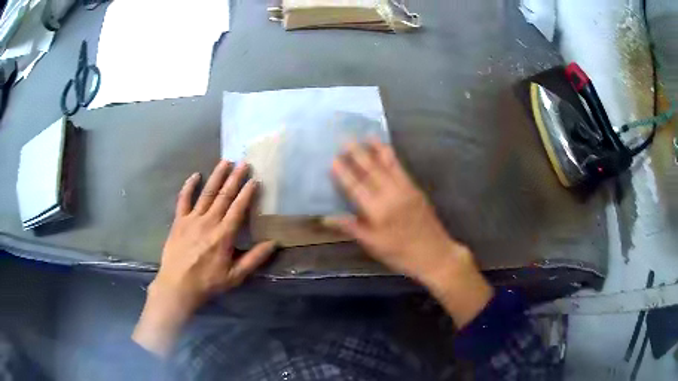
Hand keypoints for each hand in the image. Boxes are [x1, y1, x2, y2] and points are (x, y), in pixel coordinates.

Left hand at [132, 161, 275, 355]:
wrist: (178, 286)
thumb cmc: (208, 282)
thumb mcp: (235, 276)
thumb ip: (254, 258)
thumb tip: (274, 243)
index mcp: (224, 235)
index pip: (238, 208)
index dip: (247, 193)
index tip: (254, 179)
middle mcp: (209, 222)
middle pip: (224, 196)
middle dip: (235, 178)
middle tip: (244, 162)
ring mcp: (192, 219)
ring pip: (207, 193)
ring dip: (216, 177)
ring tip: (225, 162)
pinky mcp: (179, 221)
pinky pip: (183, 200)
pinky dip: (189, 186)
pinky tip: (195, 175)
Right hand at [327, 140, 492, 326]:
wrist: (435, 254)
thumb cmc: (400, 254)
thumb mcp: (372, 245)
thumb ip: (350, 227)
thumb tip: (326, 218)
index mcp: (377, 211)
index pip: (355, 187)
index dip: (343, 173)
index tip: (333, 159)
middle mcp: (391, 194)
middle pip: (370, 170)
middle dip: (357, 153)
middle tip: (345, 138)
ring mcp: (405, 189)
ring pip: (387, 165)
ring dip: (375, 149)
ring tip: (366, 135)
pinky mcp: (415, 188)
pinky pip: (400, 168)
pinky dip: (391, 156)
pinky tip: (386, 149)